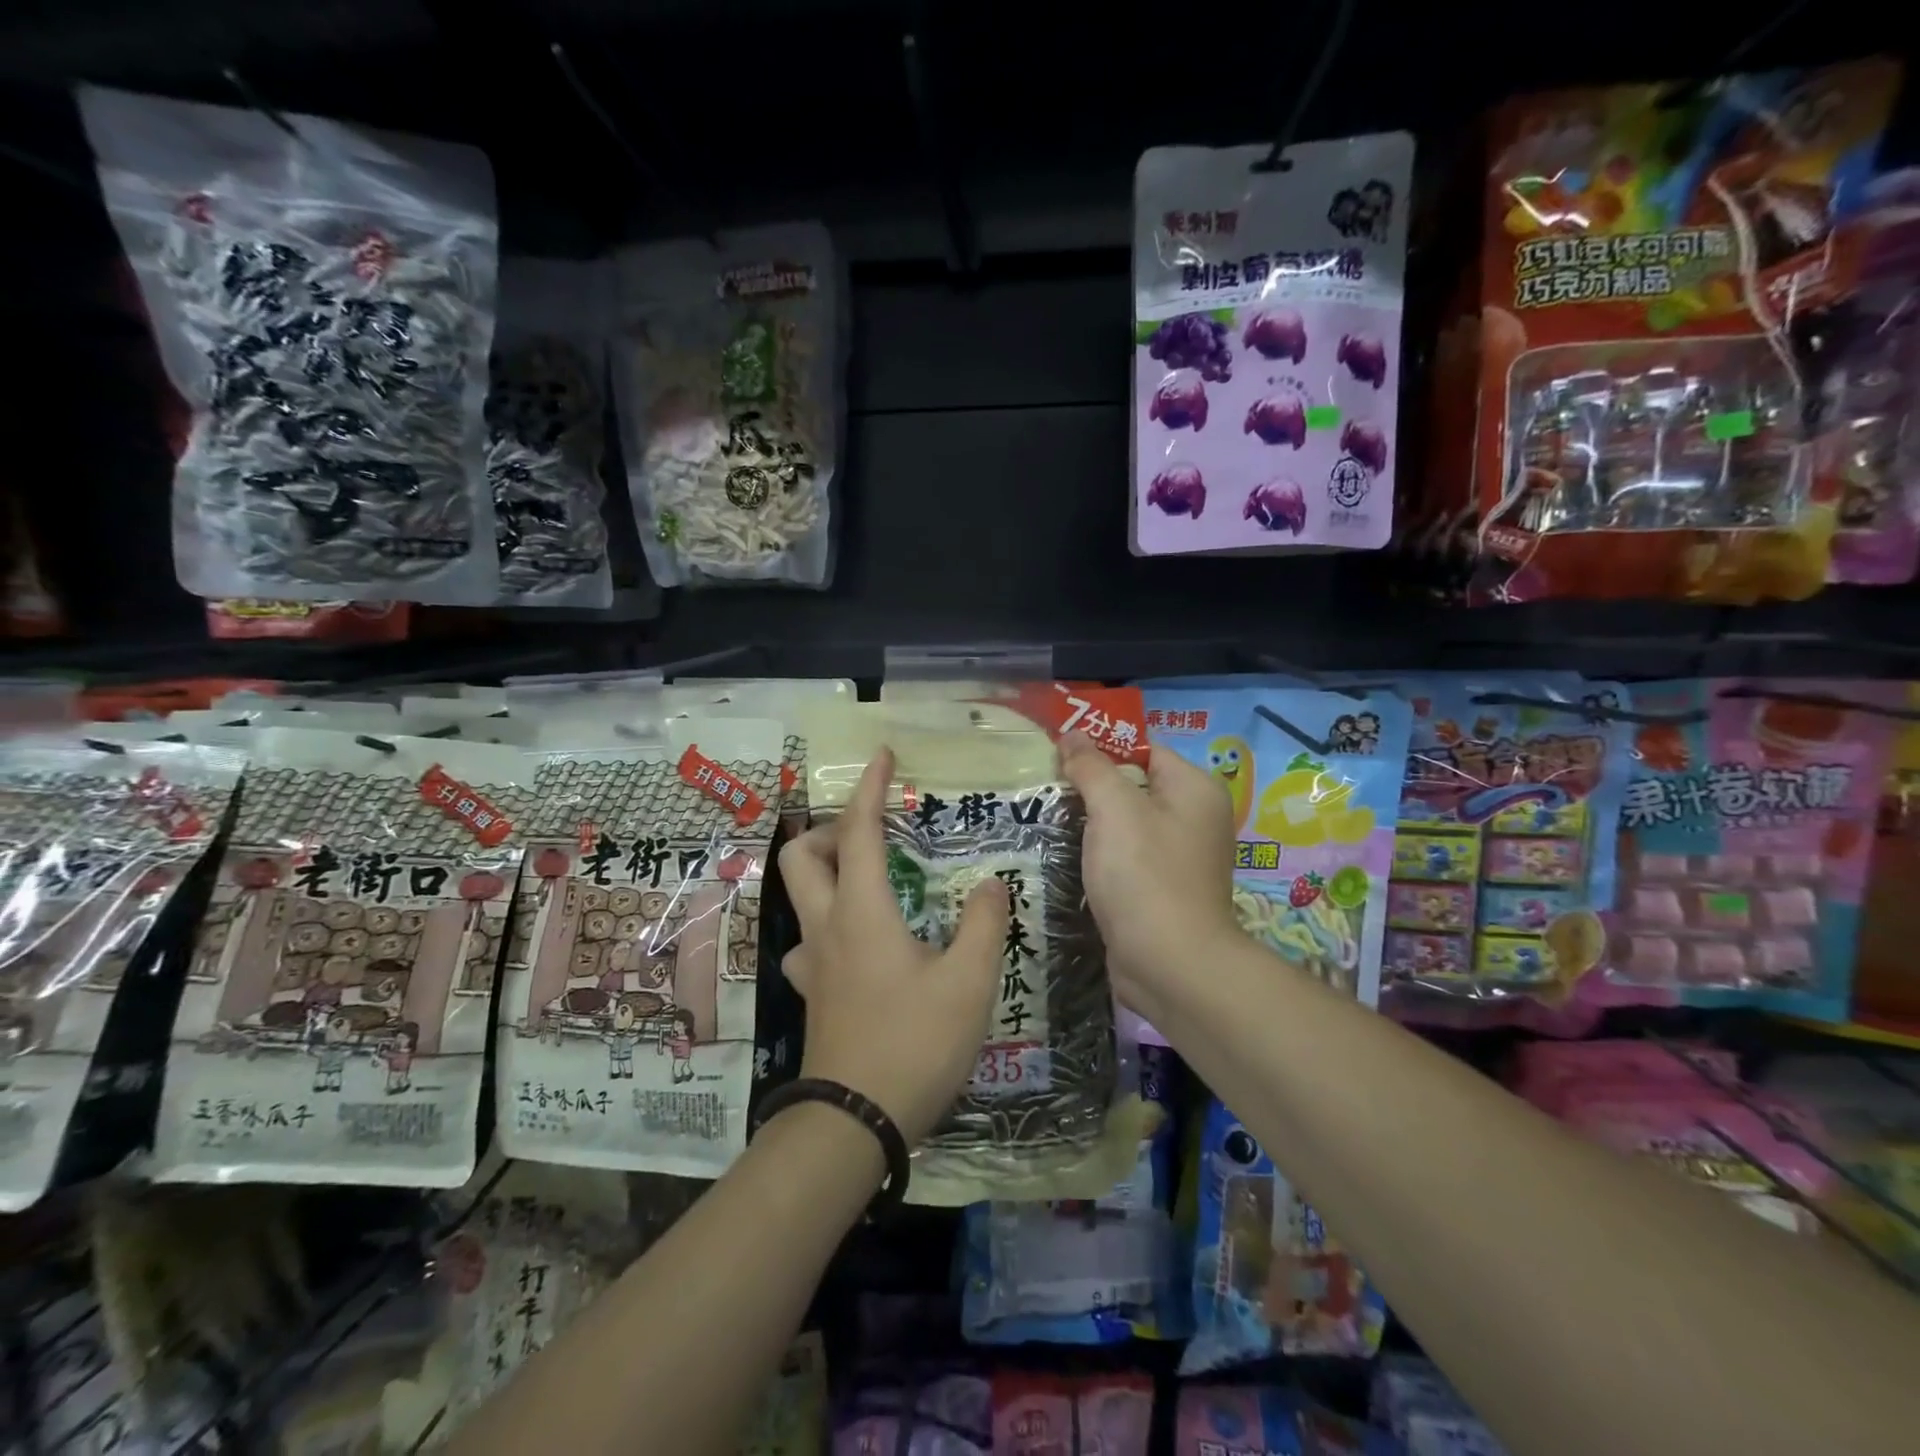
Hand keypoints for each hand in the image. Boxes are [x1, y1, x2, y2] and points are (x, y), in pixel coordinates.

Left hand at [778, 748, 1009, 1144]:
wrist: (854, 1122)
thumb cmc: (914, 1043)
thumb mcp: (969, 982)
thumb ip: (984, 925)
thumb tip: (988, 884)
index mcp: (863, 912)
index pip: (857, 831)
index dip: (868, 787)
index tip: (881, 755)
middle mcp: (827, 927)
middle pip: (801, 858)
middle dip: (826, 830)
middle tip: (870, 836)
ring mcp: (812, 964)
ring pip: (800, 900)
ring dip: (826, 878)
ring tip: (871, 887)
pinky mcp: (813, 995)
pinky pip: (809, 944)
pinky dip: (830, 927)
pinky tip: (859, 948)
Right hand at [1057, 732, 1242, 1027]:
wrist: (1169, 965)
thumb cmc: (1145, 875)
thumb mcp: (1114, 809)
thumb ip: (1092, 767)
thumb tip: (1072, 735)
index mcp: (1194, 788)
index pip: (1143, 749)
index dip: (1100, 747)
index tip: (1056, 752)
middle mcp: (1194, 817)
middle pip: (1133, 785)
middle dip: (1090, 785)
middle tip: (1043, 783)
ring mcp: (1179, 856)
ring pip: (1126, 823)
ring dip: (1090, 822)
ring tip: (1045, 815)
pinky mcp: (1161, 888)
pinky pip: (1126, 856)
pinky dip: (1099, 853)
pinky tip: (1066, 854)